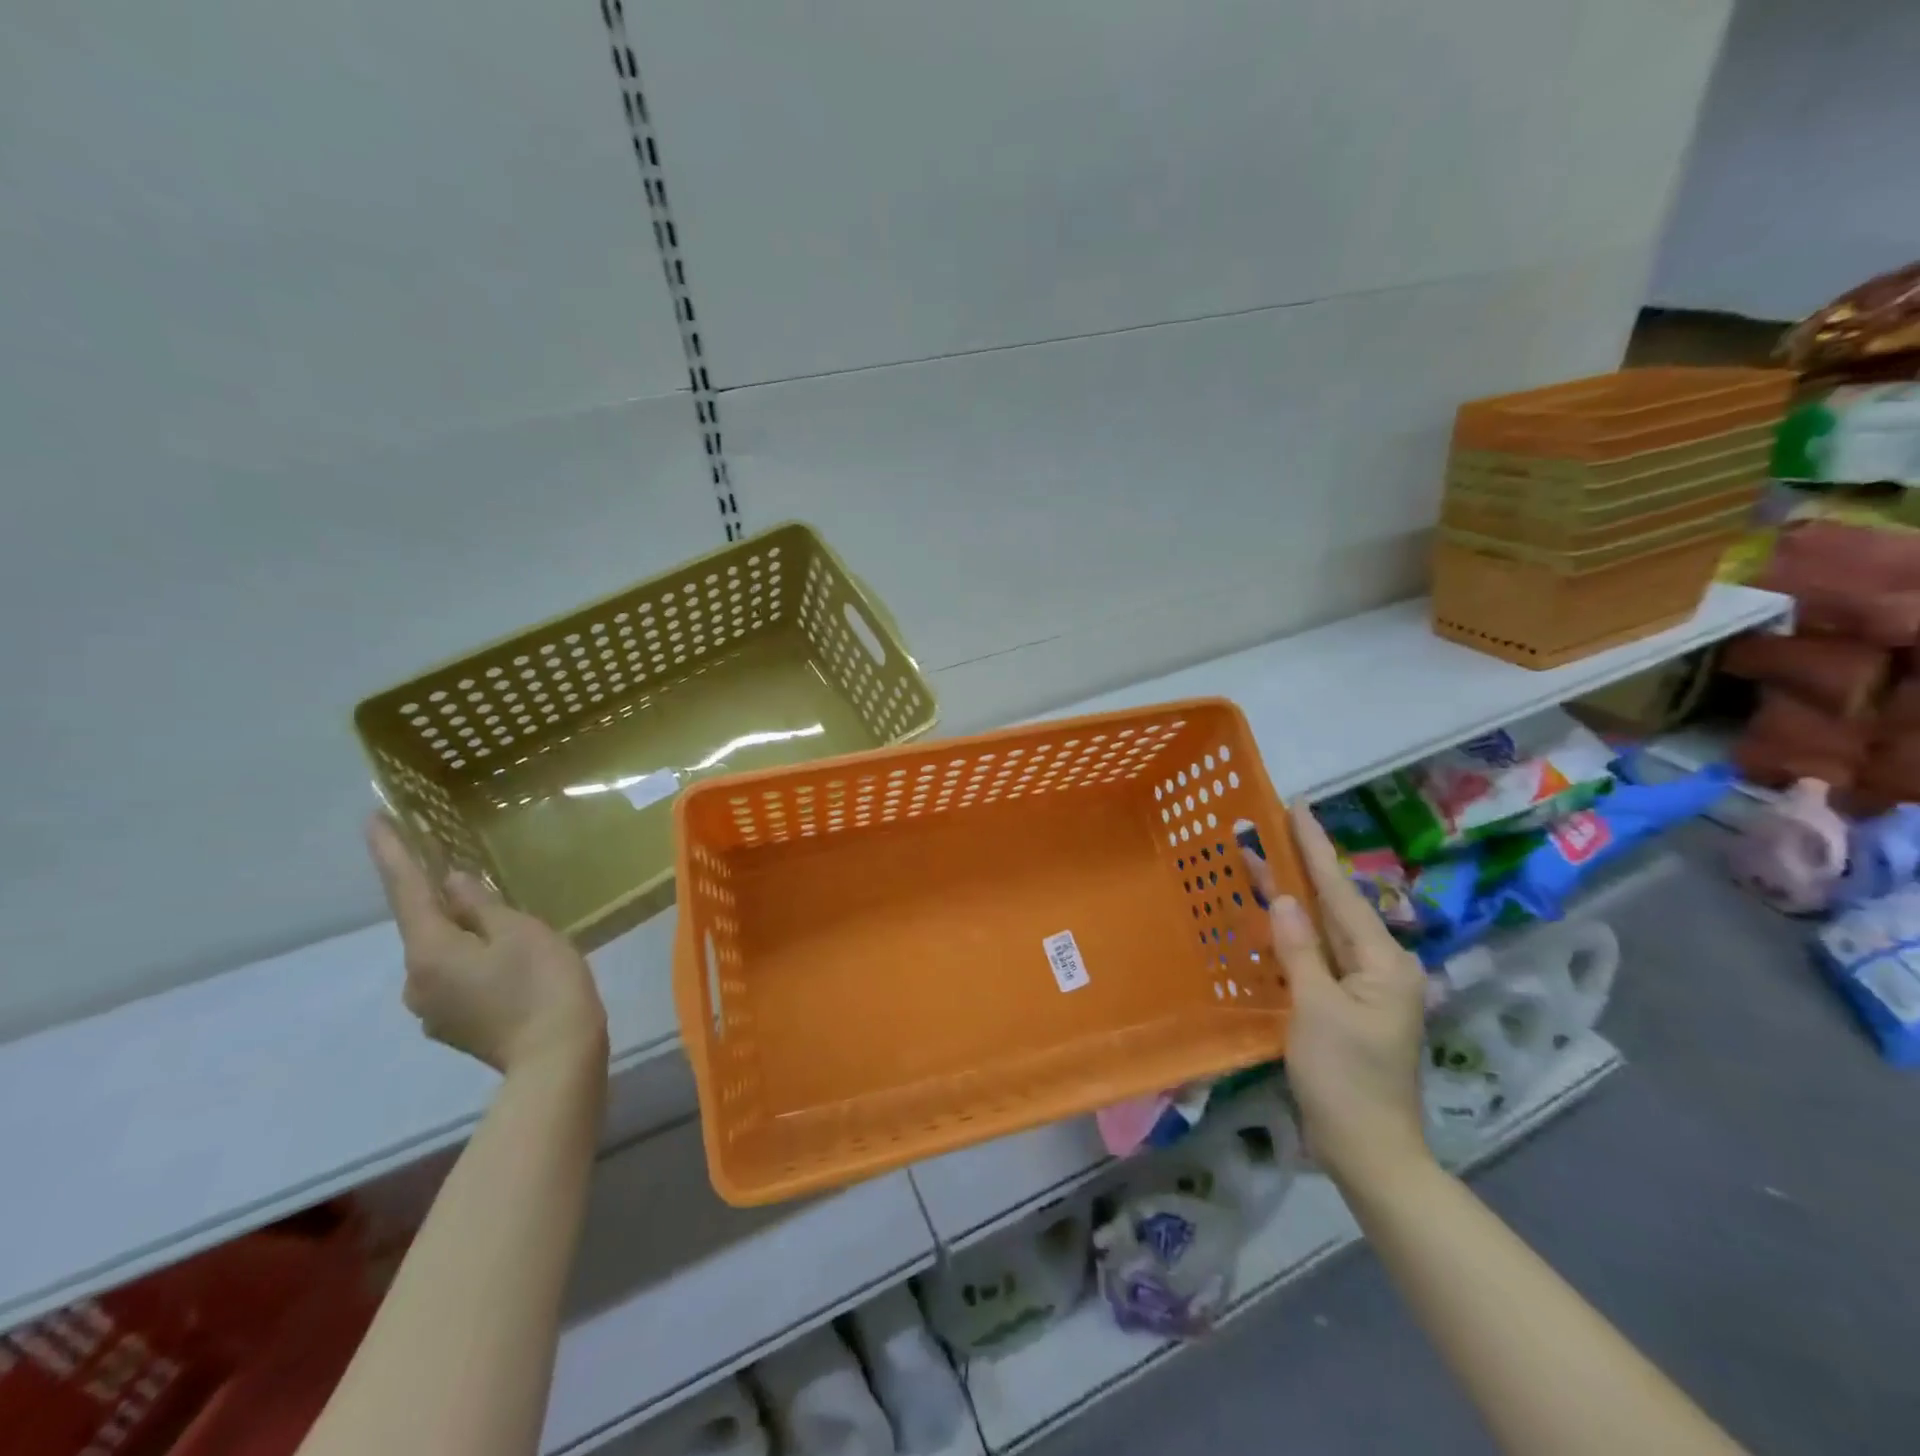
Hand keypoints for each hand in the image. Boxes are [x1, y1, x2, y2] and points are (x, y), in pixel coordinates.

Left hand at [367, 814, 607, 1076]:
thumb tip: (451, 882)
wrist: (557, 1057)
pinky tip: (507, 960)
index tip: (373, 818)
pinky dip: (473, 958)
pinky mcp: (455, 1025)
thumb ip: (481, 905)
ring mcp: (433, 1009)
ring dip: (462, 932)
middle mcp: (416, 981)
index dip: (392, 853)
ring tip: (503, 923)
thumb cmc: (542, 984)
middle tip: (464, 872)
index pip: (406, 891)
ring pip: (443, 954)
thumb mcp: (520, 931)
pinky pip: (456, 977)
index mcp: (429, 952)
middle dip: (440, 899)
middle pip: (425, 926)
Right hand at [1242, 802, 1430, 1192]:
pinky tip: (1270, 916)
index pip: (1339, 891)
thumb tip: (1284, 899)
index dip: (1314, 846)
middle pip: (1331, 904)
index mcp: (1382, 960)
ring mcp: (1361, 986)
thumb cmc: (1346, 1078)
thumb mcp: (1317, 1009)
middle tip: (1266, 825)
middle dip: (1299, 865)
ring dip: (1291, 896)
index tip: (1297, 806)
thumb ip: (1300, 949)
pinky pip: (1314, 954)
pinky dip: (1290, 932)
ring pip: (1321, 928)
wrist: (1368, 1150)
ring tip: (1258, 860)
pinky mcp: (1343, 1004)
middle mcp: (1377, 964)